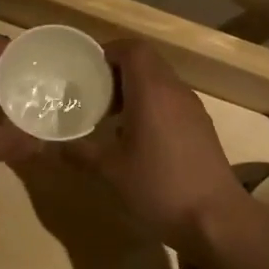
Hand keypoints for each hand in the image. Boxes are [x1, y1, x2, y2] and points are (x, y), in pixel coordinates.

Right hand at [68, 40, 246, 248]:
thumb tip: (52, 146)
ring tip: (113, 118)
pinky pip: (173, 101)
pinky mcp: (202, 128)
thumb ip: (80, 153)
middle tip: (95, 94)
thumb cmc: (159, 186)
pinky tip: (139, 139)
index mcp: (151, 91)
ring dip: (137, 90)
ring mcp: (193, 109)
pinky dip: (153, 106)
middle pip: (148, 62)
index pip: (133, 49)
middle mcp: (175, 91)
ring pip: (161, 82)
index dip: (109, 51)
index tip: (88, 69)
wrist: (216, 219)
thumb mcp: (111, 171)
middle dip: (119, 71)